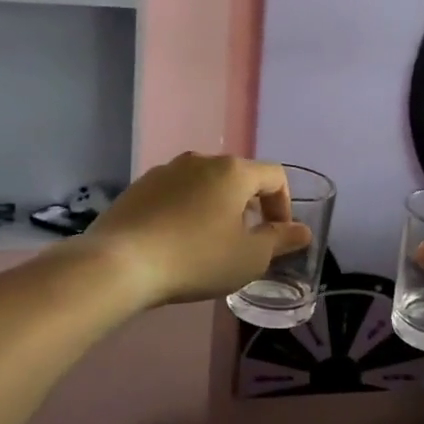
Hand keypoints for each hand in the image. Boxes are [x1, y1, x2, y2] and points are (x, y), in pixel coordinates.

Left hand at [82, 153, 312, 308]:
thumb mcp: (249, 257)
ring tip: (211, 241)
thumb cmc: (196, 259)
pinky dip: (188, 210)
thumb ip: (280, 241)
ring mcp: (166, 170)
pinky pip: (177, 193)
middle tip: (246, 240)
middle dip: (250, 205)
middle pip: (239, 176)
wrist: (120, 264)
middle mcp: (201, 160)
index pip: (274, 176)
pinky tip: (177, 240)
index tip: (277, 236)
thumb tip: (303, 231)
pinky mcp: (140, 186)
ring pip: (206, 183)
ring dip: (218, 206)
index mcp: (233, 171)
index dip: (284, 205)